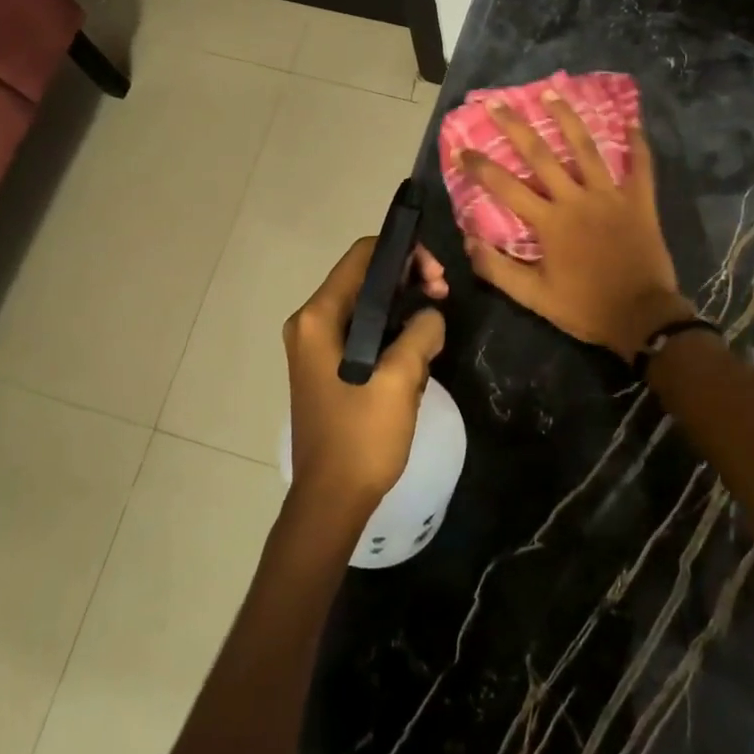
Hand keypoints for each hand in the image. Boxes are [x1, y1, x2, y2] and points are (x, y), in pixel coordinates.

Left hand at [283, 238, 447, 512]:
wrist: (331, 500)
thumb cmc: (361, 437)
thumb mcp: (400, 379)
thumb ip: (420, 332)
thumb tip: (431, 314)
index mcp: (319, 317)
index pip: (362, 256)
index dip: (403, 253)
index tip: (437, 275)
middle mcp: (310, 323)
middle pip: (365, 278)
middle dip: (408, 281)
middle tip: (443, 297)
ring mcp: (316, 346)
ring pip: (367, 306)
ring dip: (404, 309)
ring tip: (434, 331)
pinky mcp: (327, 366)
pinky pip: (363, 332)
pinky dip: (391, 333)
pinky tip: (417, 355)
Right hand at [460, 90, 690, 359]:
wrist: (642, 317)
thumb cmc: (585, 308)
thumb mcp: (534, 297)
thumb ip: (498, 270)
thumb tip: (469, 242)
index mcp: (550, 222)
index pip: (506, 186)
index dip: (481, 166)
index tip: (461, 149)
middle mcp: (577, 199)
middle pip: (542, 155)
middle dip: (516, 127)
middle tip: (498, 103)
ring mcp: (610, 196)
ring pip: (586, 148)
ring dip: (567, 119)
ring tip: (552, 93)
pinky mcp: (639, 202)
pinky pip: (641, 167)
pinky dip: (638, 144)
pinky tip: (633, 121)